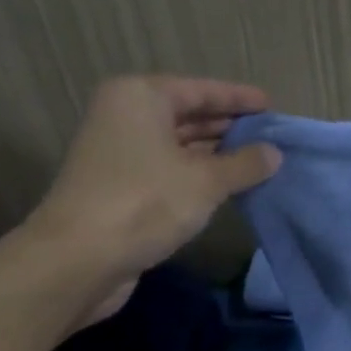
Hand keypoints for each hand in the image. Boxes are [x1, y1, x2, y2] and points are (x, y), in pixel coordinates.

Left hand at [23, 76, 279, 308]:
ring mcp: (119, 153)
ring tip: (258, 161)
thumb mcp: (207, 181)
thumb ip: (245, 163)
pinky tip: (228, 186)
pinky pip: (168, 169)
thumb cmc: (145, 202)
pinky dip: (197, 174)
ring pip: (178, 144)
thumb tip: (274, 154)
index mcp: (141, 97)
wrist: (76, 261)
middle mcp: (125, 116)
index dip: (239, 99)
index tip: (271, 107)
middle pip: (187, 114)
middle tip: (270, 136)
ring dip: (215, 153)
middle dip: (229, 126)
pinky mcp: (118, 186)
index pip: (201, 90)